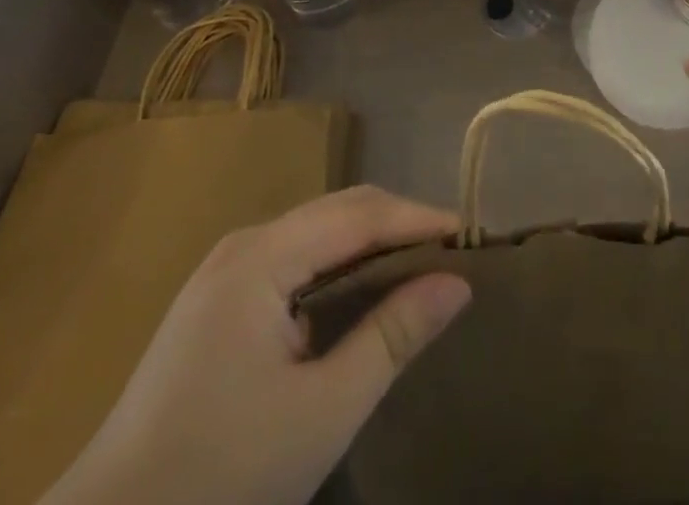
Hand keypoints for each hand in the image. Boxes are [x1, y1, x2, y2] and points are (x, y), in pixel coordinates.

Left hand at [43, 186, 471, 504]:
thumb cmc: (219, 478)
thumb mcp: (322, 412)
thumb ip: (392, 337)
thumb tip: (457, 282)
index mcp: (262, 257)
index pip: (359, 214)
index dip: (418, 218)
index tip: (472, 234)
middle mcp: (244, 244)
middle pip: (338, 210)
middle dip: (398, 222)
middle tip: (453, 252)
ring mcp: (225, 270)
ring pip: (316, 231)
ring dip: (370, 240)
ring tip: (419, 266)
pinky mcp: (216, 300)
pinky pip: (294, 257)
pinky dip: (338, 263)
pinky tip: (360, 291)